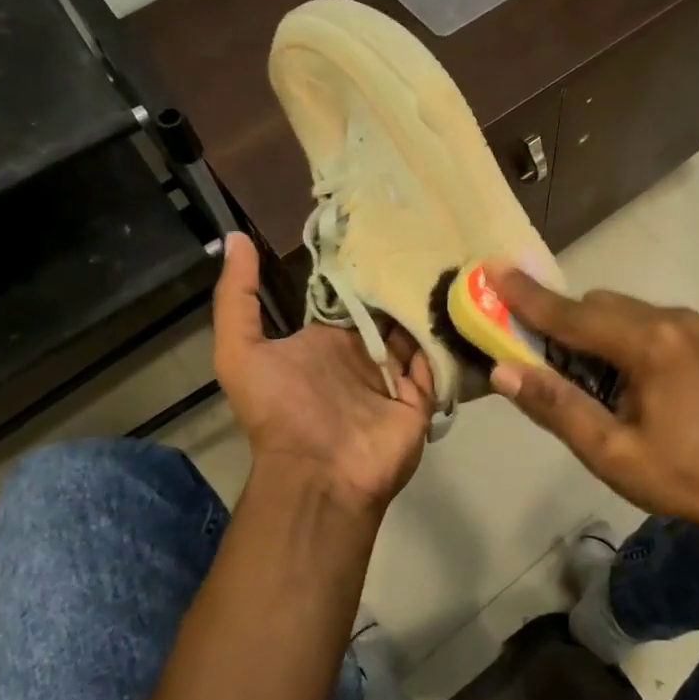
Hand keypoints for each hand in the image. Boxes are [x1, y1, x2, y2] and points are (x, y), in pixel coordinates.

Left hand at [212, 233, 434, 517]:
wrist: (318, 475)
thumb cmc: (280, 410)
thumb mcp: (240, 351)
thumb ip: (237, 297)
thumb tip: (234, 237)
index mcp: (326, 340)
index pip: (349, 295)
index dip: (362, 265)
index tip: (382, 225)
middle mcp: (362, 353)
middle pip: (388, 308)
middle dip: (402, 279)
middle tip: (428, 235)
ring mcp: (394, 375)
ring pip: (416, 329)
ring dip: (429, 302)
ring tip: (452, 256)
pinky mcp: (421, 395)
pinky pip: (437, 359)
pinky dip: (447, 336)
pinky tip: (464, 300)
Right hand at [486, 265, 698, 536]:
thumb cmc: (683, 477)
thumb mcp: (611, 452)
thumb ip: (556, 406)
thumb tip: (502, 371)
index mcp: (650, 345)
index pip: (573, 315)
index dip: (527, 297)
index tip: (492, 269)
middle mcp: (673, 319)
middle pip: (596, 306)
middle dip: (561, 324)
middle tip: (537, 358)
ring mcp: (694, 324)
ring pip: (621, 310)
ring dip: (592, 332)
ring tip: (588, 380)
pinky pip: (646, 320)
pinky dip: (621, 336)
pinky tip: (625, 377)